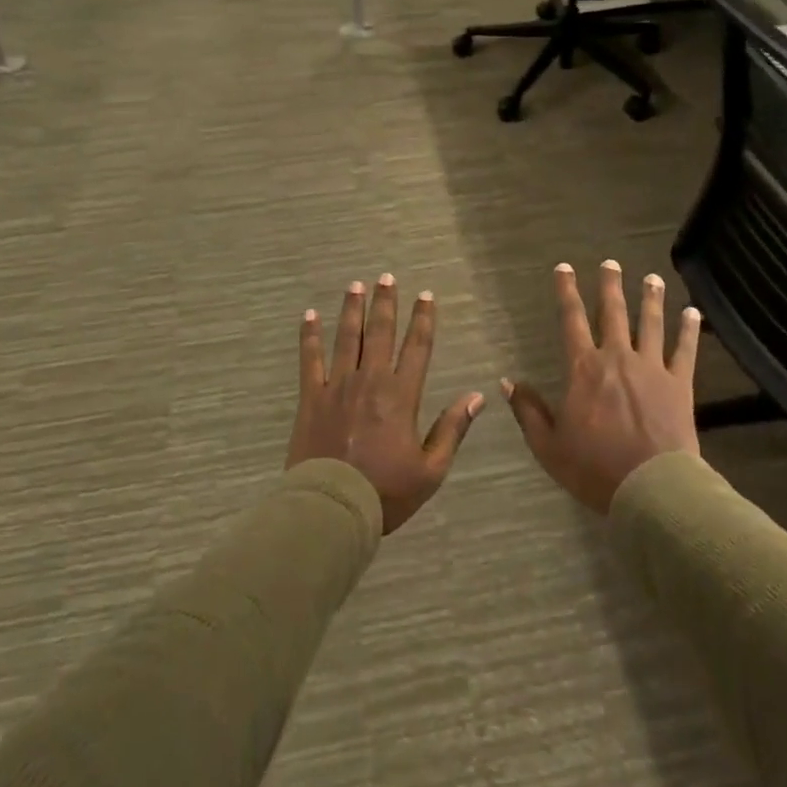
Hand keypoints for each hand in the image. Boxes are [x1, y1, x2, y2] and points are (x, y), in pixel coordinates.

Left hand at [289, 274, 484, 534]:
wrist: (332, 509)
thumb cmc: (386, 492)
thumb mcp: (431, 470)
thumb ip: (452, 430)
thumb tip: (477, 396)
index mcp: (401, 396)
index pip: (417, 347)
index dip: (423, 319)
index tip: (426, 296)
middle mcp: (370, 381)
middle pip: (380, 333)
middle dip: (385, 303)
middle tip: (386, 277)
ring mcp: (337, 387)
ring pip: (347, 338)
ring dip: (352, 310)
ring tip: (355, 286)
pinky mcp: (311, 398)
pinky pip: (310, 360)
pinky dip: (310, 336)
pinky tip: (310, 315)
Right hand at [506, 261, 700, 514]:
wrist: (650, 488)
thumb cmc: (594, 468)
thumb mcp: (548, 445)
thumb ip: (528, 411)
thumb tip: (508, 382)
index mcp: (584, 369)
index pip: (571, 320)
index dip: (566, 292)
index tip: (564, 268)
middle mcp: (617, 357)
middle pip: (613, 313)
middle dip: (610, 286)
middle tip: (610, 263)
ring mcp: (652, 368)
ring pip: (650, 324)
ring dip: (651, 299)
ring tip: (652, 278)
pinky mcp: (680, 384)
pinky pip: (685, 351)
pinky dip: (689, 330)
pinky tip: (692, 313)